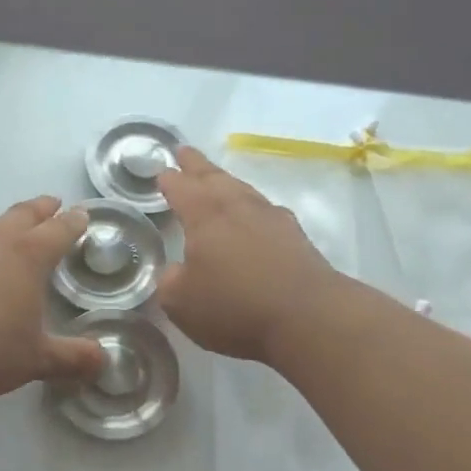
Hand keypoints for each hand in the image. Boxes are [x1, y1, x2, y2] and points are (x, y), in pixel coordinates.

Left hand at [0, 196, 104, 404]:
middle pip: (22, 216)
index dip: (73, 222)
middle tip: (53, 203)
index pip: (57, 231)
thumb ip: (71, 358)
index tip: (82, 214)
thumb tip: (103, 360)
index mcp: (27, 257)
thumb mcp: (35, 359)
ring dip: (8, 220)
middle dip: (41, 208)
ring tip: (14, 224)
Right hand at [155, 147, 343, 363]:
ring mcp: (272, 219)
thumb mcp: (181, 302)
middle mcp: (238, 207)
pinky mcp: (296, 238)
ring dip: (226, 182)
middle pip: (213, 178)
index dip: (169, 180)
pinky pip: (266, 211)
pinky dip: (252, 208)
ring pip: (242, 190)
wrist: (309, 318)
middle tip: (184, 152)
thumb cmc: (235, 307)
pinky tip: (255, 217)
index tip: (161, 172)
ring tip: (216, 181)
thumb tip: (177, 271)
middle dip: (196, 165)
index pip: (182, 188)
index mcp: (205, 215)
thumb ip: (170, 281)